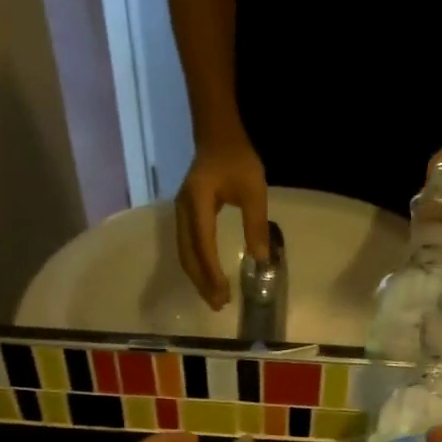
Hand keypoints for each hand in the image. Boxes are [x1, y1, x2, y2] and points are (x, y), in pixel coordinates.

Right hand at [176, 137, 268, 310]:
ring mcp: (181, 214)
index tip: (224, 294)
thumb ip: (256, 225)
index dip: (212, 273)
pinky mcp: (185, 216)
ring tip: (214, 298)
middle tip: (219, 305)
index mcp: (198, 203)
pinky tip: (208, 279)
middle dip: (202, 283)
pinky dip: (197, 267)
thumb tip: (261, 261)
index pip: (203, 246)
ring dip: (198, 278)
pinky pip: (187, 248)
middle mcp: (183, 211)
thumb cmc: (238, 160)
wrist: (217, 136)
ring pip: (185, 254)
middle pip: (188, 256)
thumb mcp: (254, 191)